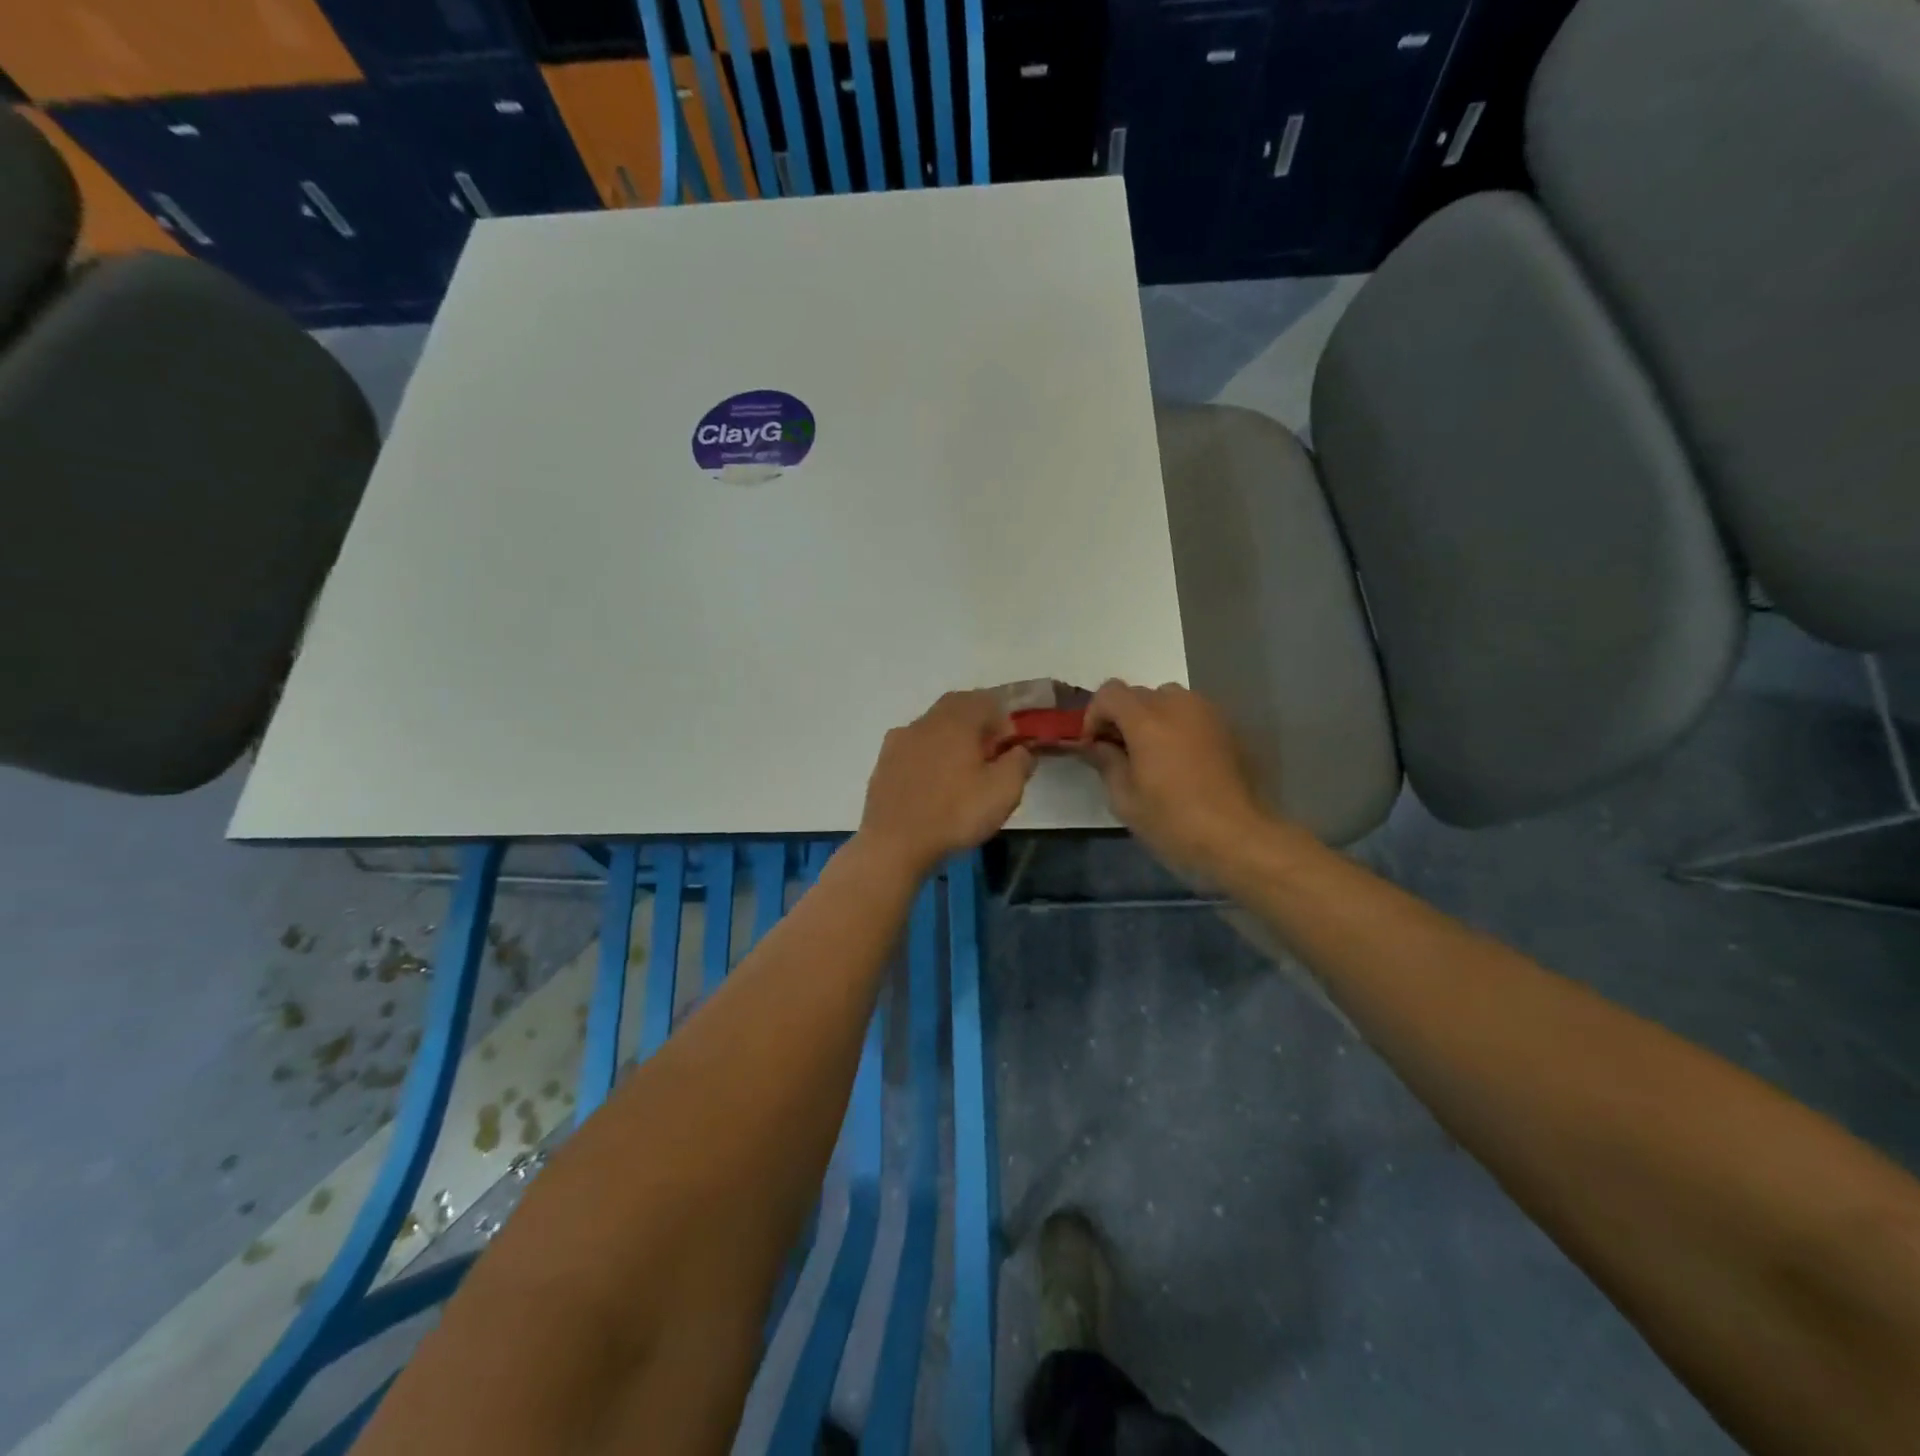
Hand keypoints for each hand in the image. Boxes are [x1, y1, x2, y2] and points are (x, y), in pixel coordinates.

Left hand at [858, 691, 1035, 877]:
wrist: (893, 844)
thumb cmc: (955, 814)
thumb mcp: (1004, 790)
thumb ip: (1020, 762)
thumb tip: (1020, 750)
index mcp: (956, 720)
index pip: (987, 701)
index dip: (1004, 723)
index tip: (1009, 752)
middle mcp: (925, 721)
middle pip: (957, 708)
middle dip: (977, 727)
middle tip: (988, 759)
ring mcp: (899, 740)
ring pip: (933, 728)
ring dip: (951, 742)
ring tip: (961, 776)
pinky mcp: (884, 763)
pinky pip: (914, 749)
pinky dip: (929, 758)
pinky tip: (933, 787)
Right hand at [1080, 680, 1268, 883]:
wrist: (1239, 837)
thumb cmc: (1174, 821)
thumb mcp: (1125, 799)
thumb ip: (1106, 762)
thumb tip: (1096, 745)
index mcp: (1147, 719)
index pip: (1109, 692)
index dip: (1094, 715)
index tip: (1094, 745)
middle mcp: (1177, 704)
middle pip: (1138, 694)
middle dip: (1122, 718)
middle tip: (1119, 754)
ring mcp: (1207, 713)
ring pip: (1167, 700)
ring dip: (1151, 719)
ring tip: (1151, 755)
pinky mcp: (1228, 727)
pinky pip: (1192, 714)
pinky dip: (1177, 727)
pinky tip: (1180, 762)